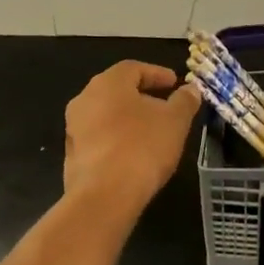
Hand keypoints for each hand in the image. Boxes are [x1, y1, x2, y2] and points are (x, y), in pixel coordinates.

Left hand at [62, 61, 201, 219]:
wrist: (104, 196)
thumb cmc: (142, 147)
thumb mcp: (175, 121)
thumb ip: (184, 101)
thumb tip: (191, 89)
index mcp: (108, 83)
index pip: (134, 68)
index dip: (157, 74)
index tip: (174, 83)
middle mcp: (85, 99)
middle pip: (117, 90)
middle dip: (142, 96)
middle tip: (164, 106)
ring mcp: (74, 128)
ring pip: (106, 114)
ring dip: (128, 119)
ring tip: (152, 131)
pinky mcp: (72, 155)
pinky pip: (99, 138)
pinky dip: (116, 139)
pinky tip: (133, 153)